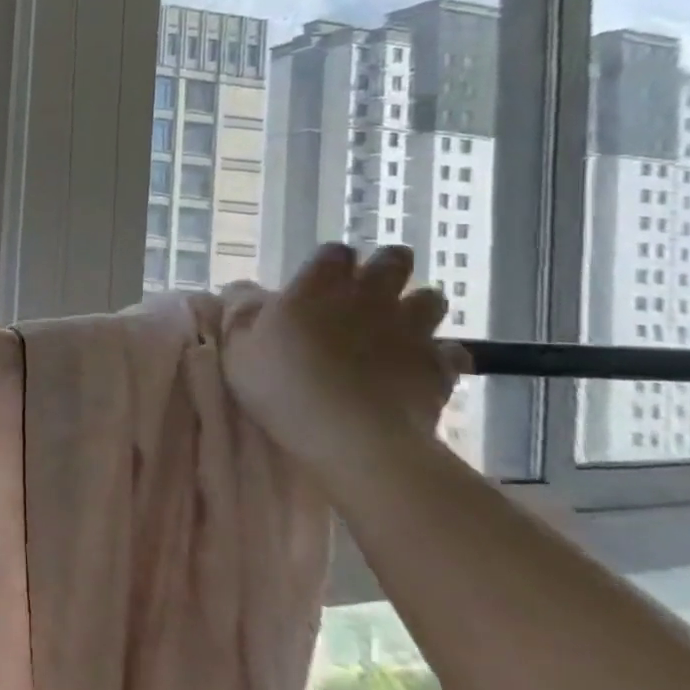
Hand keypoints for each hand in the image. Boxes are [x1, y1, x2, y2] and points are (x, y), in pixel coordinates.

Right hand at [222, 243, 471, 473]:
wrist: (352, 436)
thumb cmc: (282, 385)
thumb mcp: (237, 348)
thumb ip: (241, 313)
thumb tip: (242, 289)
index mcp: (318, 287)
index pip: (335, 253)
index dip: (330, 261)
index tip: (321, 277)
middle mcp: (369, 297)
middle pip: (393, 261)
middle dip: (387, 266)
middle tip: (370, 287)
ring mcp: (410, 330)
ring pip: (431, 299)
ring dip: (418, 305)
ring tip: (399, 323)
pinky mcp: (439, 366)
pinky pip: (452, 351)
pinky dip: (441, 354)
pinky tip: (423, 366)